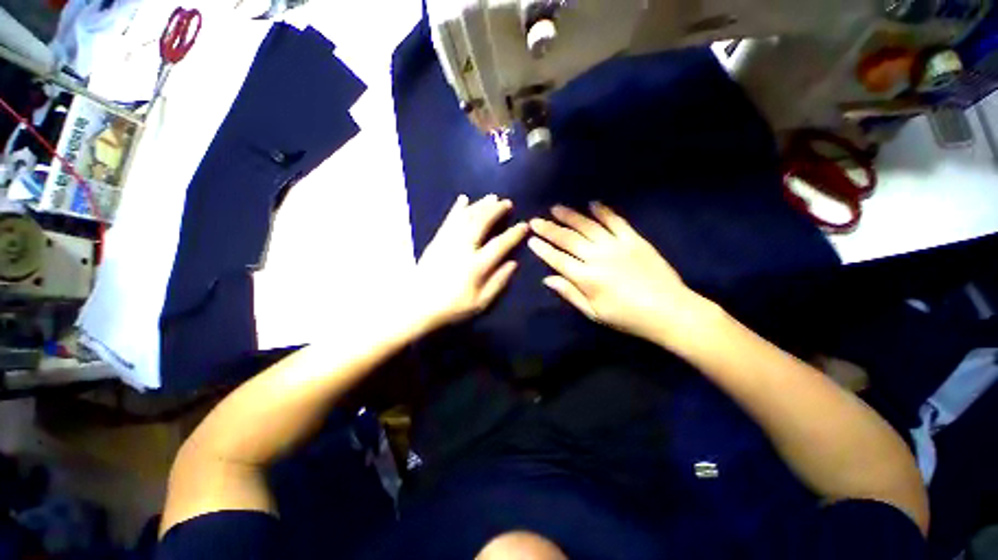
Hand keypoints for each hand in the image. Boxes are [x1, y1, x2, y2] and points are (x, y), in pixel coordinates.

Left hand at [414, 194, 527, 331]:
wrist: (417, 306)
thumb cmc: (452, 307)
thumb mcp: (481, 302)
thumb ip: (498, 282)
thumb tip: (514, 263)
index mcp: (476, 265)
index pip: (499, 245)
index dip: (513, 234)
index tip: (524, 225)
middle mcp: (463, 248)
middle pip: (482, 223)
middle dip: (496, 210)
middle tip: (507, 202)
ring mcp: (448, 242)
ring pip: (466, 217)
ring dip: (480, 205)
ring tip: (492, 197)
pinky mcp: (437, 240)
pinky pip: (449, 220)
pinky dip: (457, 208)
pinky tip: (463, 199)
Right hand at [528, 202, 705, 344]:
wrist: (669, 311)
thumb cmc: (627, 317)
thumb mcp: (594, 312)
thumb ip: (570, 293)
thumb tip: (547, 279)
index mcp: (587, 278)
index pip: (558, 259)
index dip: (543, 249)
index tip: (531, 240)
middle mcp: (597, 257)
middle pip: (568, 239)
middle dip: (549, 229)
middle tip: (535, 221)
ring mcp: (616, 246)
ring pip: (588, 226)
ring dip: (570, 216)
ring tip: (556, 208)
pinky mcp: (634, 239)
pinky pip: (616, 221)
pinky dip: (603, 211)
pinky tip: (592, 203)